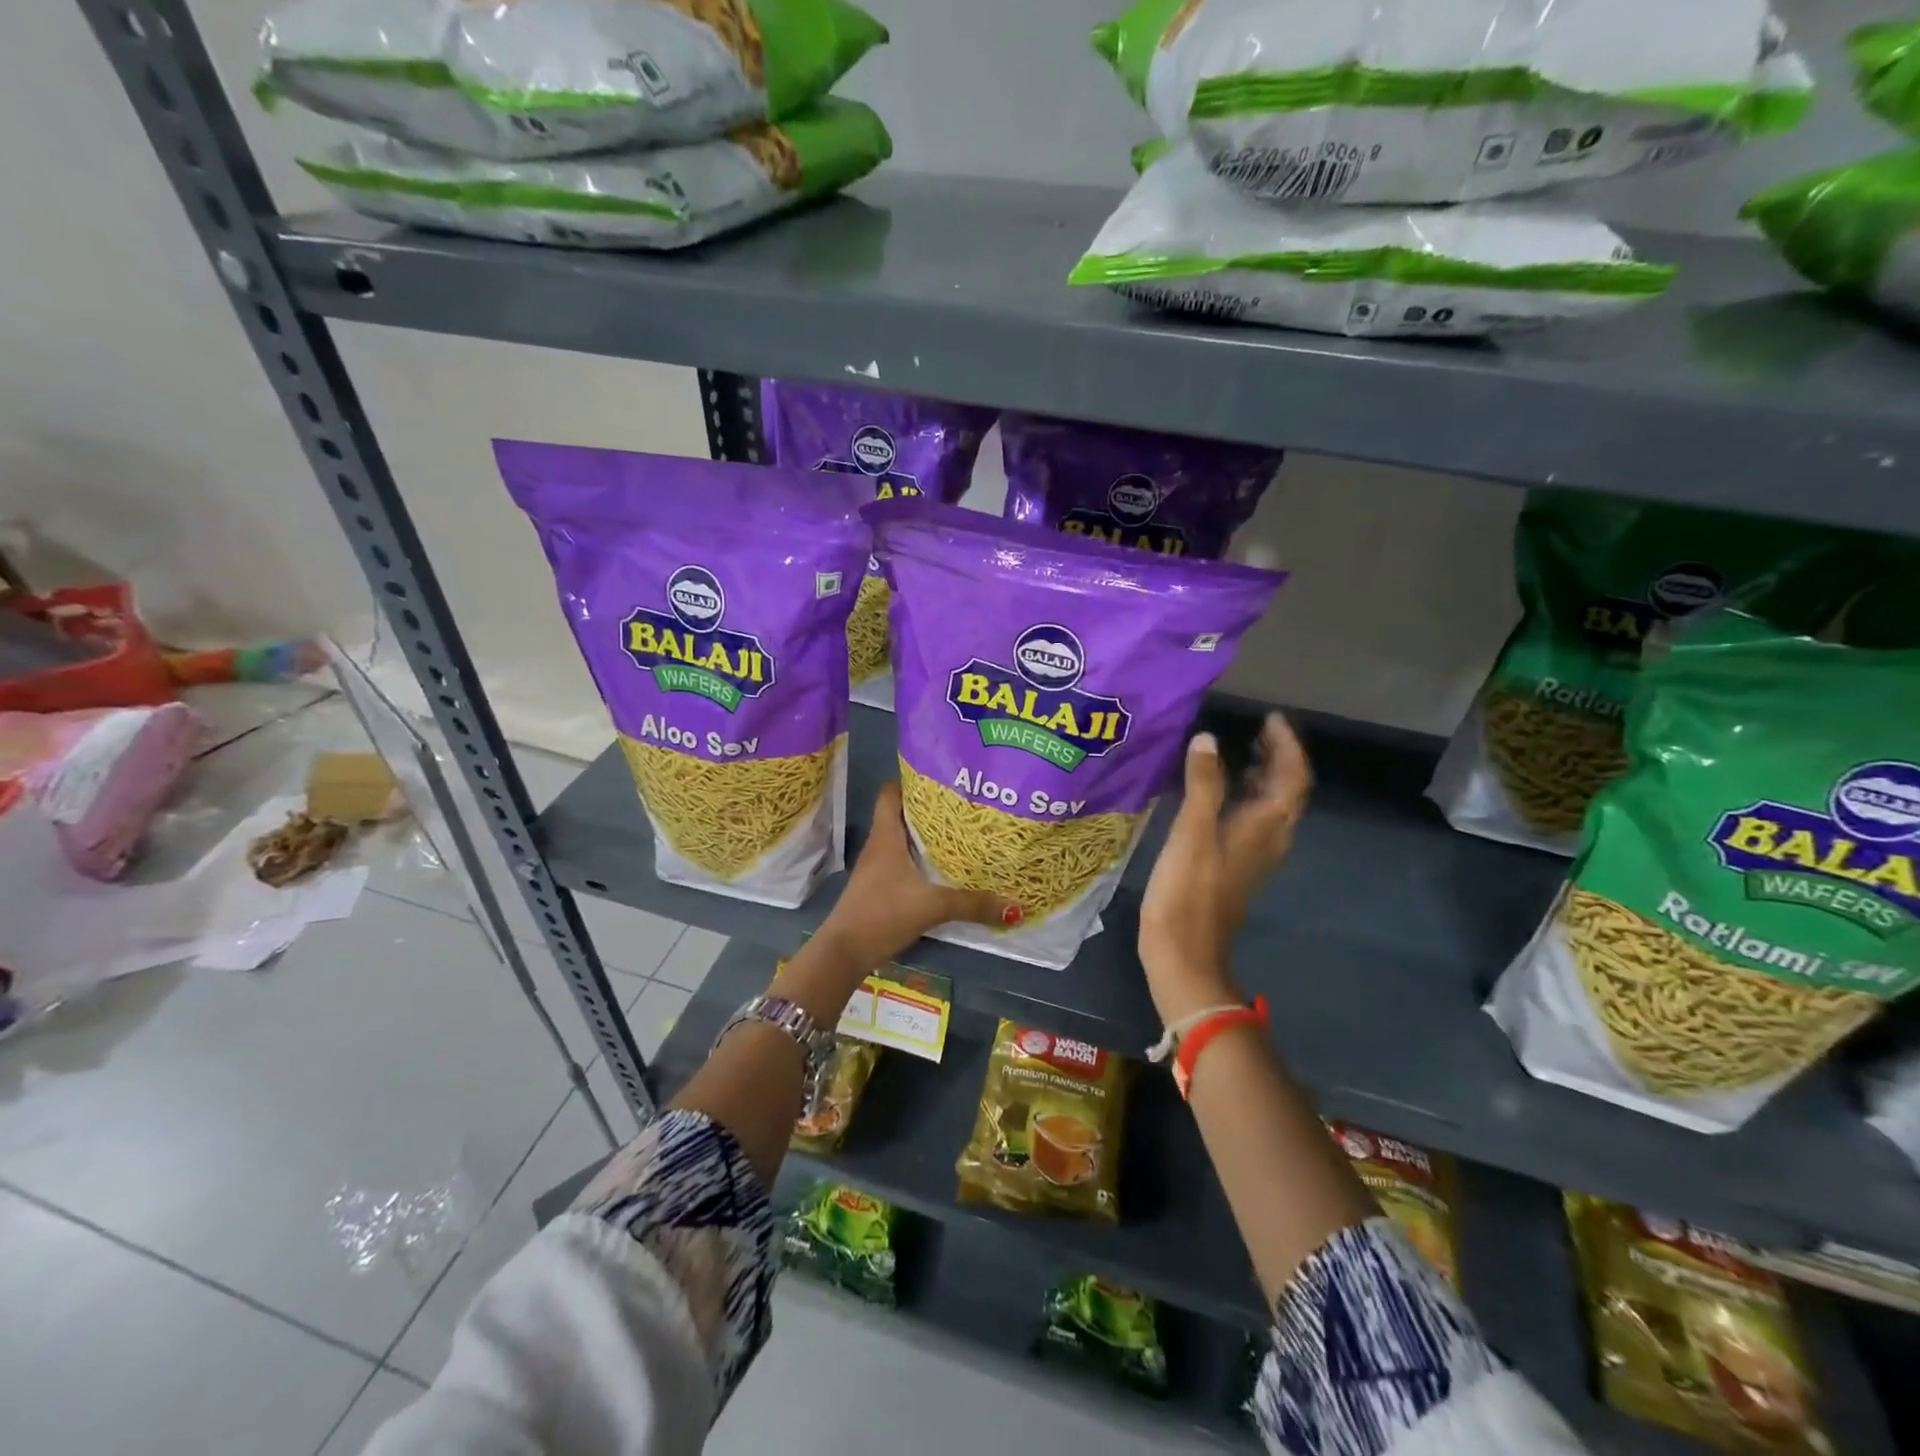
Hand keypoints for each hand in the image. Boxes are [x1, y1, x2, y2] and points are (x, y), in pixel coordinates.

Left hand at [814, 781, 1018, 971]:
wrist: (845, 952)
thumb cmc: (883, 913)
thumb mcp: (933, 906)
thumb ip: (973, 905)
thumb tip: (1016, 906)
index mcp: (886, 836)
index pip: (891, 792)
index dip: (912, 781)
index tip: (942, 779)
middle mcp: (879, 846)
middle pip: (902, 814)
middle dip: (930, 810)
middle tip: (964, 806)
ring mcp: (877, 868)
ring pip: (903, 841)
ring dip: (926, 837)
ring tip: (961, 834)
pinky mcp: (879, 888)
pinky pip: (903, 863)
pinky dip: (921, 862)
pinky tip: (943, 870)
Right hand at [1139, 715, 1311, 1022]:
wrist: (1184, 954)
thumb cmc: (1188, 892)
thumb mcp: (1192, 833)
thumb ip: (1203, 784)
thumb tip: (1208, 739)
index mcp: (1265, 827)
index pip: (1292, 778)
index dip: (1287, 746)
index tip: (1271, 718)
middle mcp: (1268, 839)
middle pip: (1286, 790)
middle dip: (1277, 757)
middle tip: (1254, 728)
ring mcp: (1253, 855)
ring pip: (1269, 806)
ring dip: (1262, 776)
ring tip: (1238, 751)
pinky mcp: (1234, 866)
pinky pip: (1250, 820)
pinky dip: (1243, 796)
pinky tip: (1215, 793)